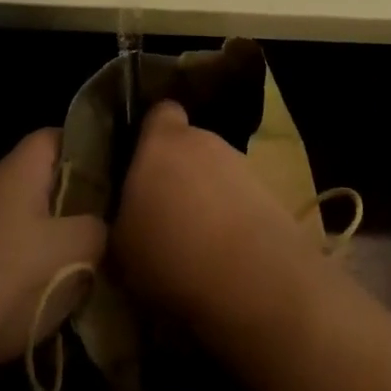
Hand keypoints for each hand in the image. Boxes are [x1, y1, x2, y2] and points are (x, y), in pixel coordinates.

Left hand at [0, 129, 105, 384]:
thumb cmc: (1, 282)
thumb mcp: (71, 255)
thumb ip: (96, 231)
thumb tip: (97, 228)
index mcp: (15, 171)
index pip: (55, 136)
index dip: (84, 150)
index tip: (107, 180)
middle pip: (33, 181)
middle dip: (62, 206)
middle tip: (90, 235)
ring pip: (9, 219)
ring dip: (32, 242)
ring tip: (57, 277)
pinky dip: (2, 269)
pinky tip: (13, 305)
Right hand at [111, 101, 322, 335]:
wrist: (251, 277)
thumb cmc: (169, 252)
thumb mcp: (120, 246)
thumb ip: (122, 216)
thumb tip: (127, 214)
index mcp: (162, 142)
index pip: (160, 113)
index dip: (151, 133)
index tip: (141, 163)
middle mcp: (204, 140)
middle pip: (189, 146)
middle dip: (178, 172)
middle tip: (163, 213)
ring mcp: (241, 164)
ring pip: (216, 173)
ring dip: (207, 197)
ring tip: (195, 242)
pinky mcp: (270, 193)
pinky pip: (240, 199)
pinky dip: (232, 218)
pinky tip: (224, 255)